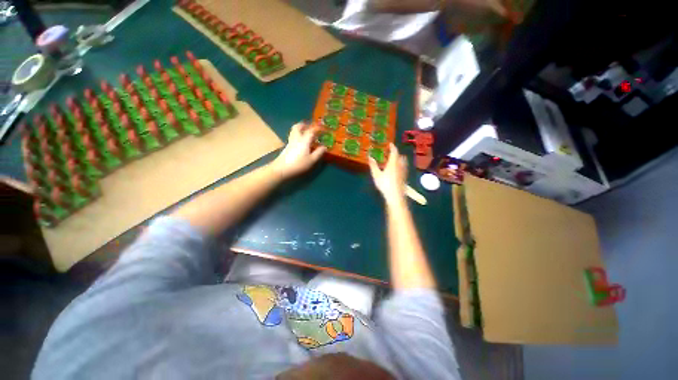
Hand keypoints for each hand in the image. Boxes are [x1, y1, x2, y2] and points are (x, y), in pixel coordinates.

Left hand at [270, 122, 326, 179]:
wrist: (281, 169)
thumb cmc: (299, 165)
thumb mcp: (312, 160)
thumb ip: (319, 153)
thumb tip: (324, 147)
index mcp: (304, 140)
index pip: (311, 131)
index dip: (318, 128)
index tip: (323, 128)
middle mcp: (296, 138)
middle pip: (298, 126)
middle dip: (304, 125)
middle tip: (310, 127)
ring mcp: (290, 142)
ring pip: (294, 131)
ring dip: (300, 129)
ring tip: (305, 133)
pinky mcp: (286, 147)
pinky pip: (293, 137)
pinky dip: (297, 136)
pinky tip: (300, 143)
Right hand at [368, 143, 407, 203]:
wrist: (395, 196)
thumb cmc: (385, 184)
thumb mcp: (376, 175)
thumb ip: (373, 165)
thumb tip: (370, 157)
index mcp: (393, 163)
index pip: (394, 152)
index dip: (392, 147)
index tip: (390, 144)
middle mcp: (400, 165)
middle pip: (401, 156)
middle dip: (397, 153)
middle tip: (391, 153)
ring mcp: (403, 172)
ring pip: (403, 162)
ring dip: (399, 159)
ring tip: (394, 160)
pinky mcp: (404, 177)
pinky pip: (404, 168)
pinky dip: (400, 165)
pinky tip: (396, 170)